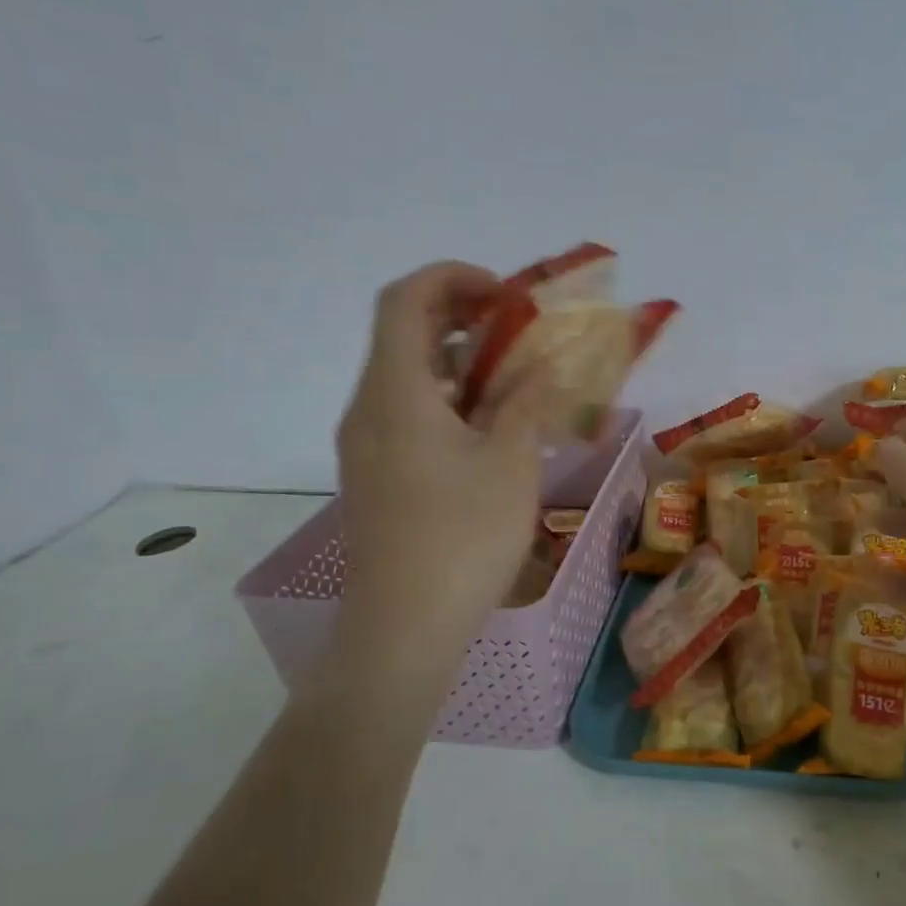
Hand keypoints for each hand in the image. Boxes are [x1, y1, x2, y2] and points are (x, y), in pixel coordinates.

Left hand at [333, 261, 550, 668]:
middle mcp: (367, 407)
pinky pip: (405, 411)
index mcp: (396, 392)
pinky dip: (446, 397)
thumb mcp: (511, 463)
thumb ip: (525, 402)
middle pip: (402, 332)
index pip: (406, 299)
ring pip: (406, 375)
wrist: (402, 627)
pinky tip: (487, 426)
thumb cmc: (462, 537)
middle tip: (516, 328)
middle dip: (461, 315)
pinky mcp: (374, 474)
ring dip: (457, 360)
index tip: (506, 295)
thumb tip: (541, 367)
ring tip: (513, 376)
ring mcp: (365, 443)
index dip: (454, 278)